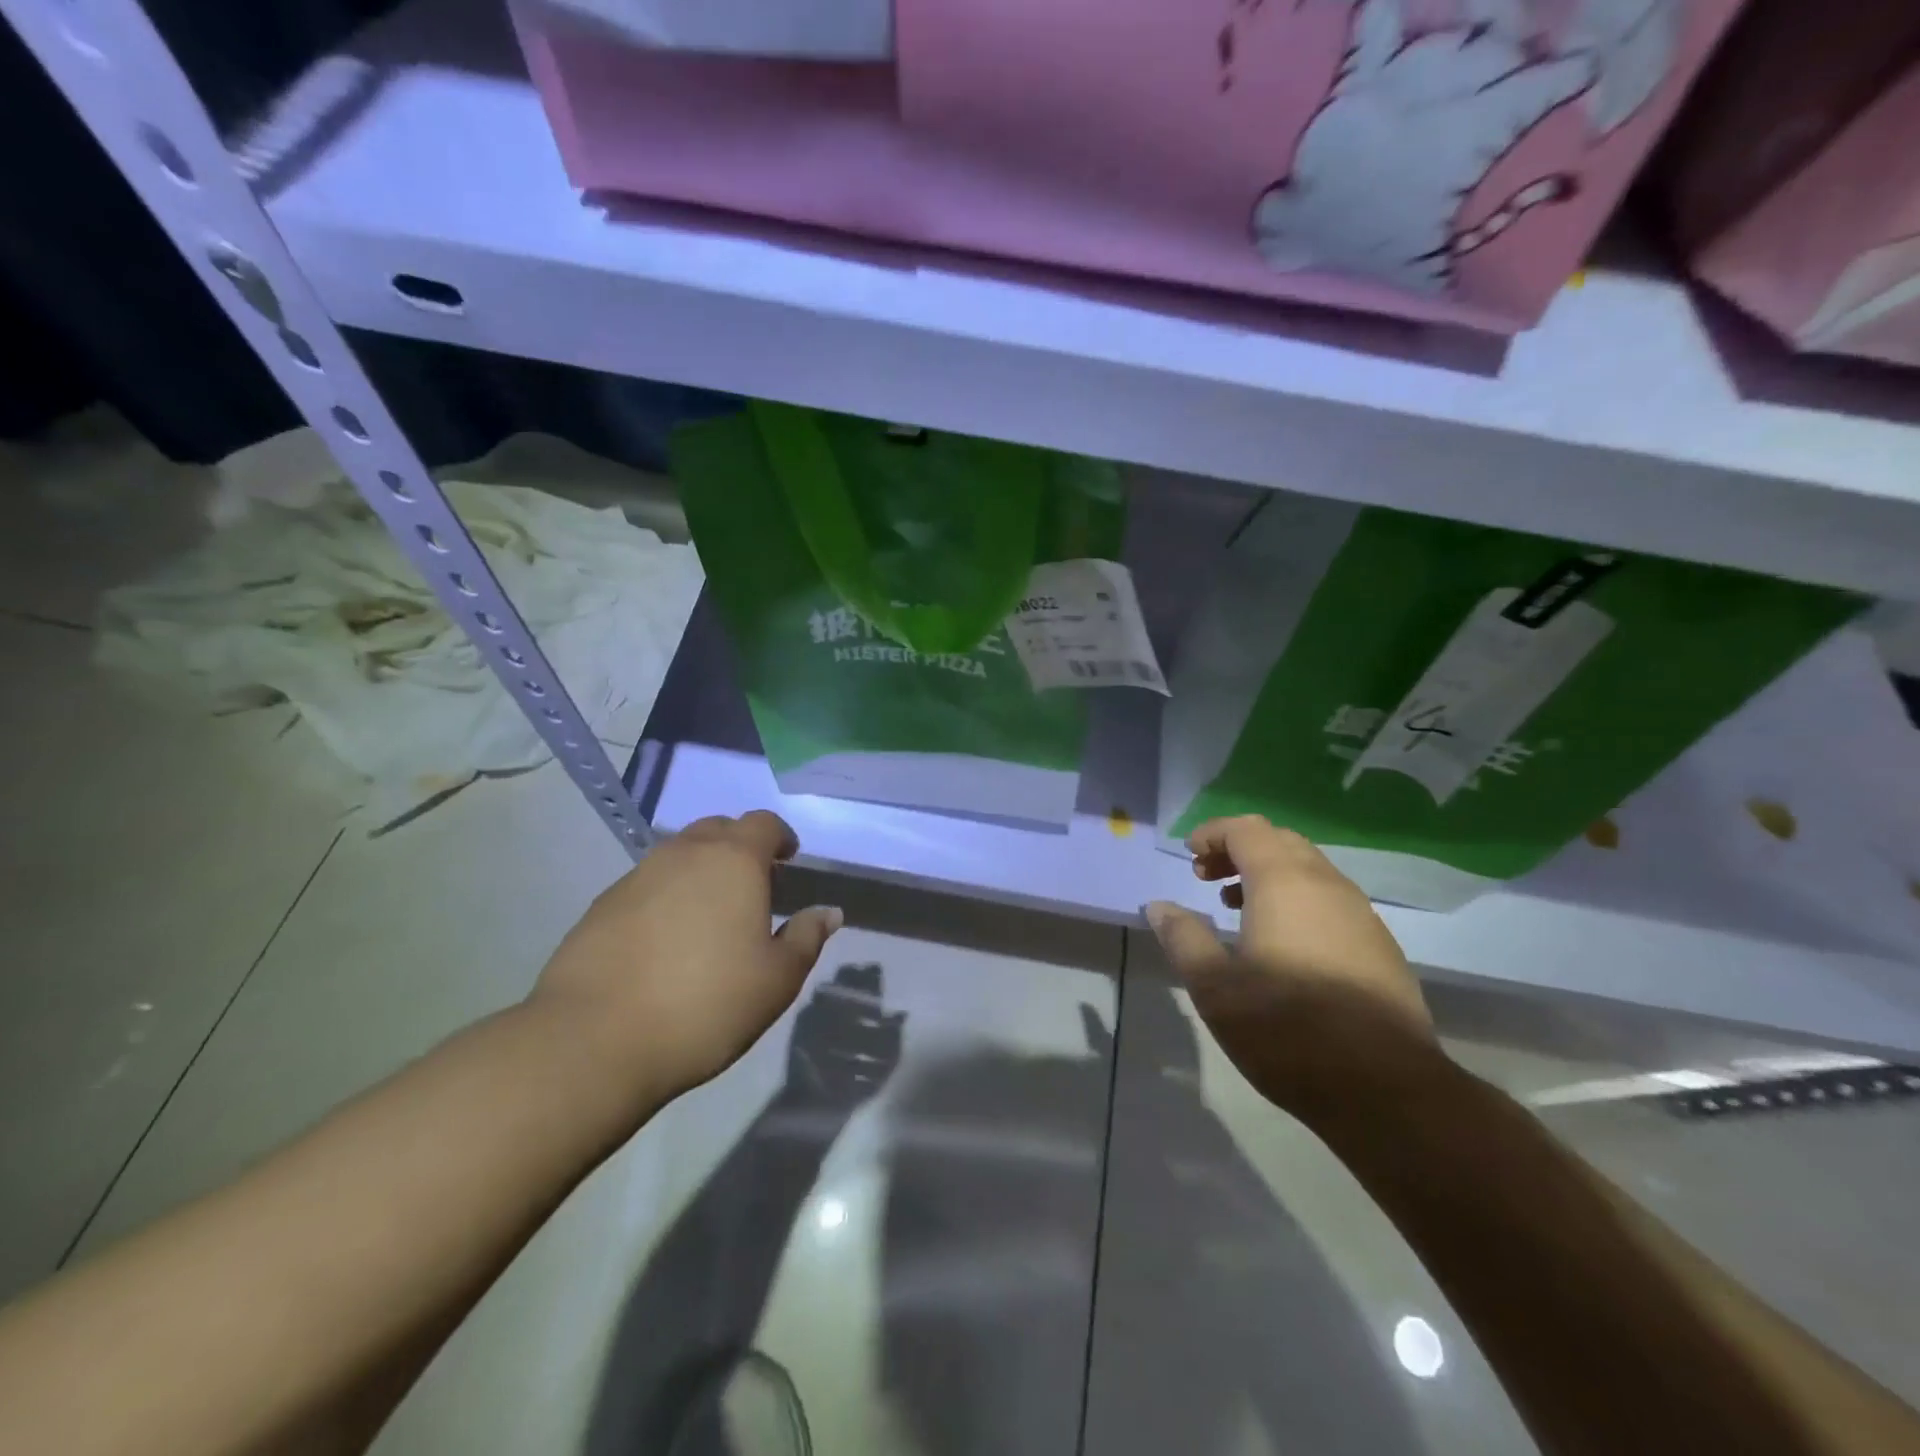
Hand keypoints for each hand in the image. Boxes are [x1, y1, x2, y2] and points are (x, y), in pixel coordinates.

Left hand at [530, 811, 841, 1106]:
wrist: (594, 1039)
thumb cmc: (706, 1004)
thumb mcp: (777, 979)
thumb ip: (807, 938)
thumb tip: (829, 912)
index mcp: (734, 861)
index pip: (763, 824)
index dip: (780, 837)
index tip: (789, 860)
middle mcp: (685, 854)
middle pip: (718, 829)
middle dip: (740, 846)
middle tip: (753, 884)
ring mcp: (637, 876)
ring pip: (679, 854)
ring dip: (701, 870)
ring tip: (710, 914)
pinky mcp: (602, 905)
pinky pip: (647, 884)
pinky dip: (666, 896)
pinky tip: (666, 939)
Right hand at [1145, 816, 1441, 1122]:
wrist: (1388, 1091)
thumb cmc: (1288, 1030)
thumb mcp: (1216, 988)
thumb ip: (1184, 938)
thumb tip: (1159, 906)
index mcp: (1285, 884)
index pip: (1246, 829)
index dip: (1213, 833)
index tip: (1189, 857)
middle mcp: (1327, 885)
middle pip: (1280, 841)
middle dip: (1238, 849)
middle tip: (1206, 878)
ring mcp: (1361, 915)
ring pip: (1309, 869)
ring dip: (1267, 873)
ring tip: (1236, 907)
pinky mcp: (1380, 946)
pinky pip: (1330, 899)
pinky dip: (1296, 899)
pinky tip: (1282, 944)